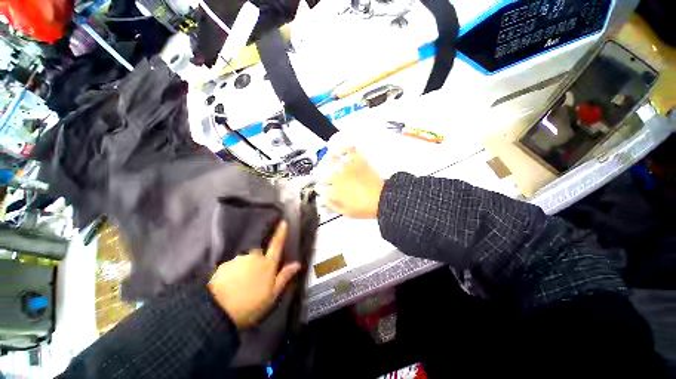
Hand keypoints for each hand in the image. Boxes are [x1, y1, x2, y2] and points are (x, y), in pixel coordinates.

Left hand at [208, 221, 300, 328]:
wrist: (218, 311)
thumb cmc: (250, 304)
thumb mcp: (272, 294)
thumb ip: (284, 276)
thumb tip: (297, 264)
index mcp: (268, 264)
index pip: (277, 244)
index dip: (280, 233)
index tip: (283, 222)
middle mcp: (254, 257)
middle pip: (259, 253)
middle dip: (258, 262)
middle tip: (254, 280)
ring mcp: (239, 259)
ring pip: (246, 260)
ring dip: (245, 269)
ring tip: (240, 287)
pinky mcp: (225, 265)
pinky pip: (233, 266)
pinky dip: (234, 273)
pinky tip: (230, 286)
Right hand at [319, 147, 384, 218]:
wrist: (382, 199)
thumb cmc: (365, 208)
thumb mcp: (346, 213)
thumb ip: (333, 206)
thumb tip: (326, 201)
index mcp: (335, 191)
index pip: (321, 187)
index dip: (320, 189)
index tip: (321, 189)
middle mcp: (339, 177)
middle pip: (325, 173)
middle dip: (323, 176)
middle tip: (325, 178)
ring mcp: (349, 168)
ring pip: (333, 160)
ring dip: (329, 162)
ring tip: (329, 162)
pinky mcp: (359, 161)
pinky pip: (350, 151)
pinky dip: (345, 149)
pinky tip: (342, 150)